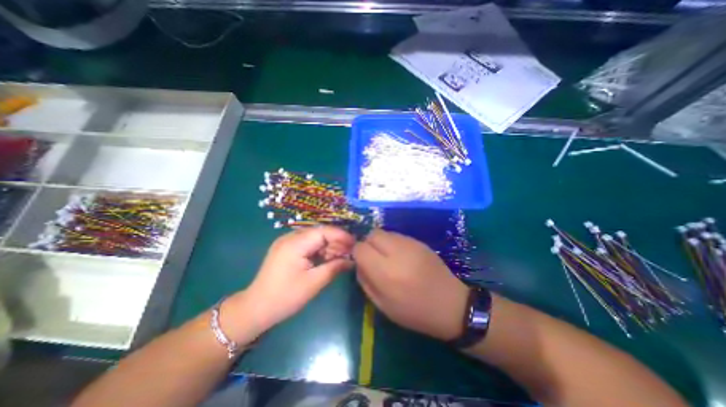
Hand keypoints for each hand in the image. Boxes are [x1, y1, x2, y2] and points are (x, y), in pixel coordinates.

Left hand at [224, 227, 353, 340]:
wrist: (255, 309)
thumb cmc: (285, 297)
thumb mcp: (313, 283)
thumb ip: (334, 268)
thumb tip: (352, 261)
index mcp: (295, 244)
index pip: (323, 231)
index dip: (341, 235)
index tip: (355, 244)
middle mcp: (290, 237)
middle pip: (319, 233)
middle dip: (336, 241)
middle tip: (349, 253)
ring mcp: (287, 242)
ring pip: (314, 238)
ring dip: (328, 246)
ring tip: (340, 257)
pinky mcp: (286, 249)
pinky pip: (307, 244)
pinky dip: (319, 249)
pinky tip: (327, 258)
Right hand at [353, 229, 467, 339]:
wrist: (451, 304)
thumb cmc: (414, 312)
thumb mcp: (382, 305)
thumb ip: (365, 281)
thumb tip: (358, 263)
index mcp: (386, 272)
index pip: (360, 248)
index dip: (357, 253)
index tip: (361, 262)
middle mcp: (397, 253)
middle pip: (372, 234)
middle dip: (368, 244)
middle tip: (374, 258)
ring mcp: (410, 244)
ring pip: (384, 232)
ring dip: (380, 243)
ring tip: (388, 258)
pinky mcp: (419, 241)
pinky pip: (397, 235)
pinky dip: (392, 243)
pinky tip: (401, 257)